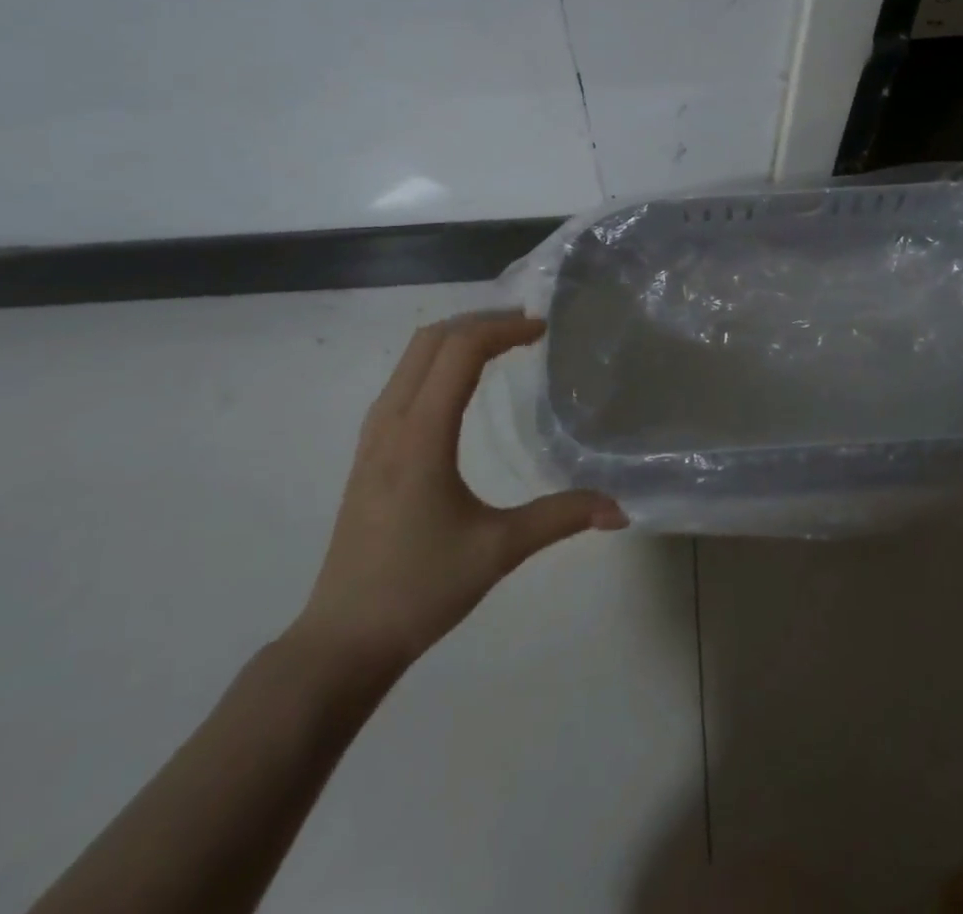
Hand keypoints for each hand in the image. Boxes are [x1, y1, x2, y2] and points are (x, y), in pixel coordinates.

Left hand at [287, 312, 625, 672]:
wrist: (343, 640)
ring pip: (412, 357)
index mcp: (422, 434)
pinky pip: (402, 380)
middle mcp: (391, 421)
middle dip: (481, 322)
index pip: (461, 351)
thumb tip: (619, 509)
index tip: (543, 331)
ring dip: (456, 338)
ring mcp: (373, 435)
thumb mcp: (498, 550)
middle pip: (432, 340)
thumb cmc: (420, 590)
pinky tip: (462, 385)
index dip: (504, 330)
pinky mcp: (368, 451)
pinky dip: (436, 361)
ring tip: (501, 345)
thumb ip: (560, 518)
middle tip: (526, 328)